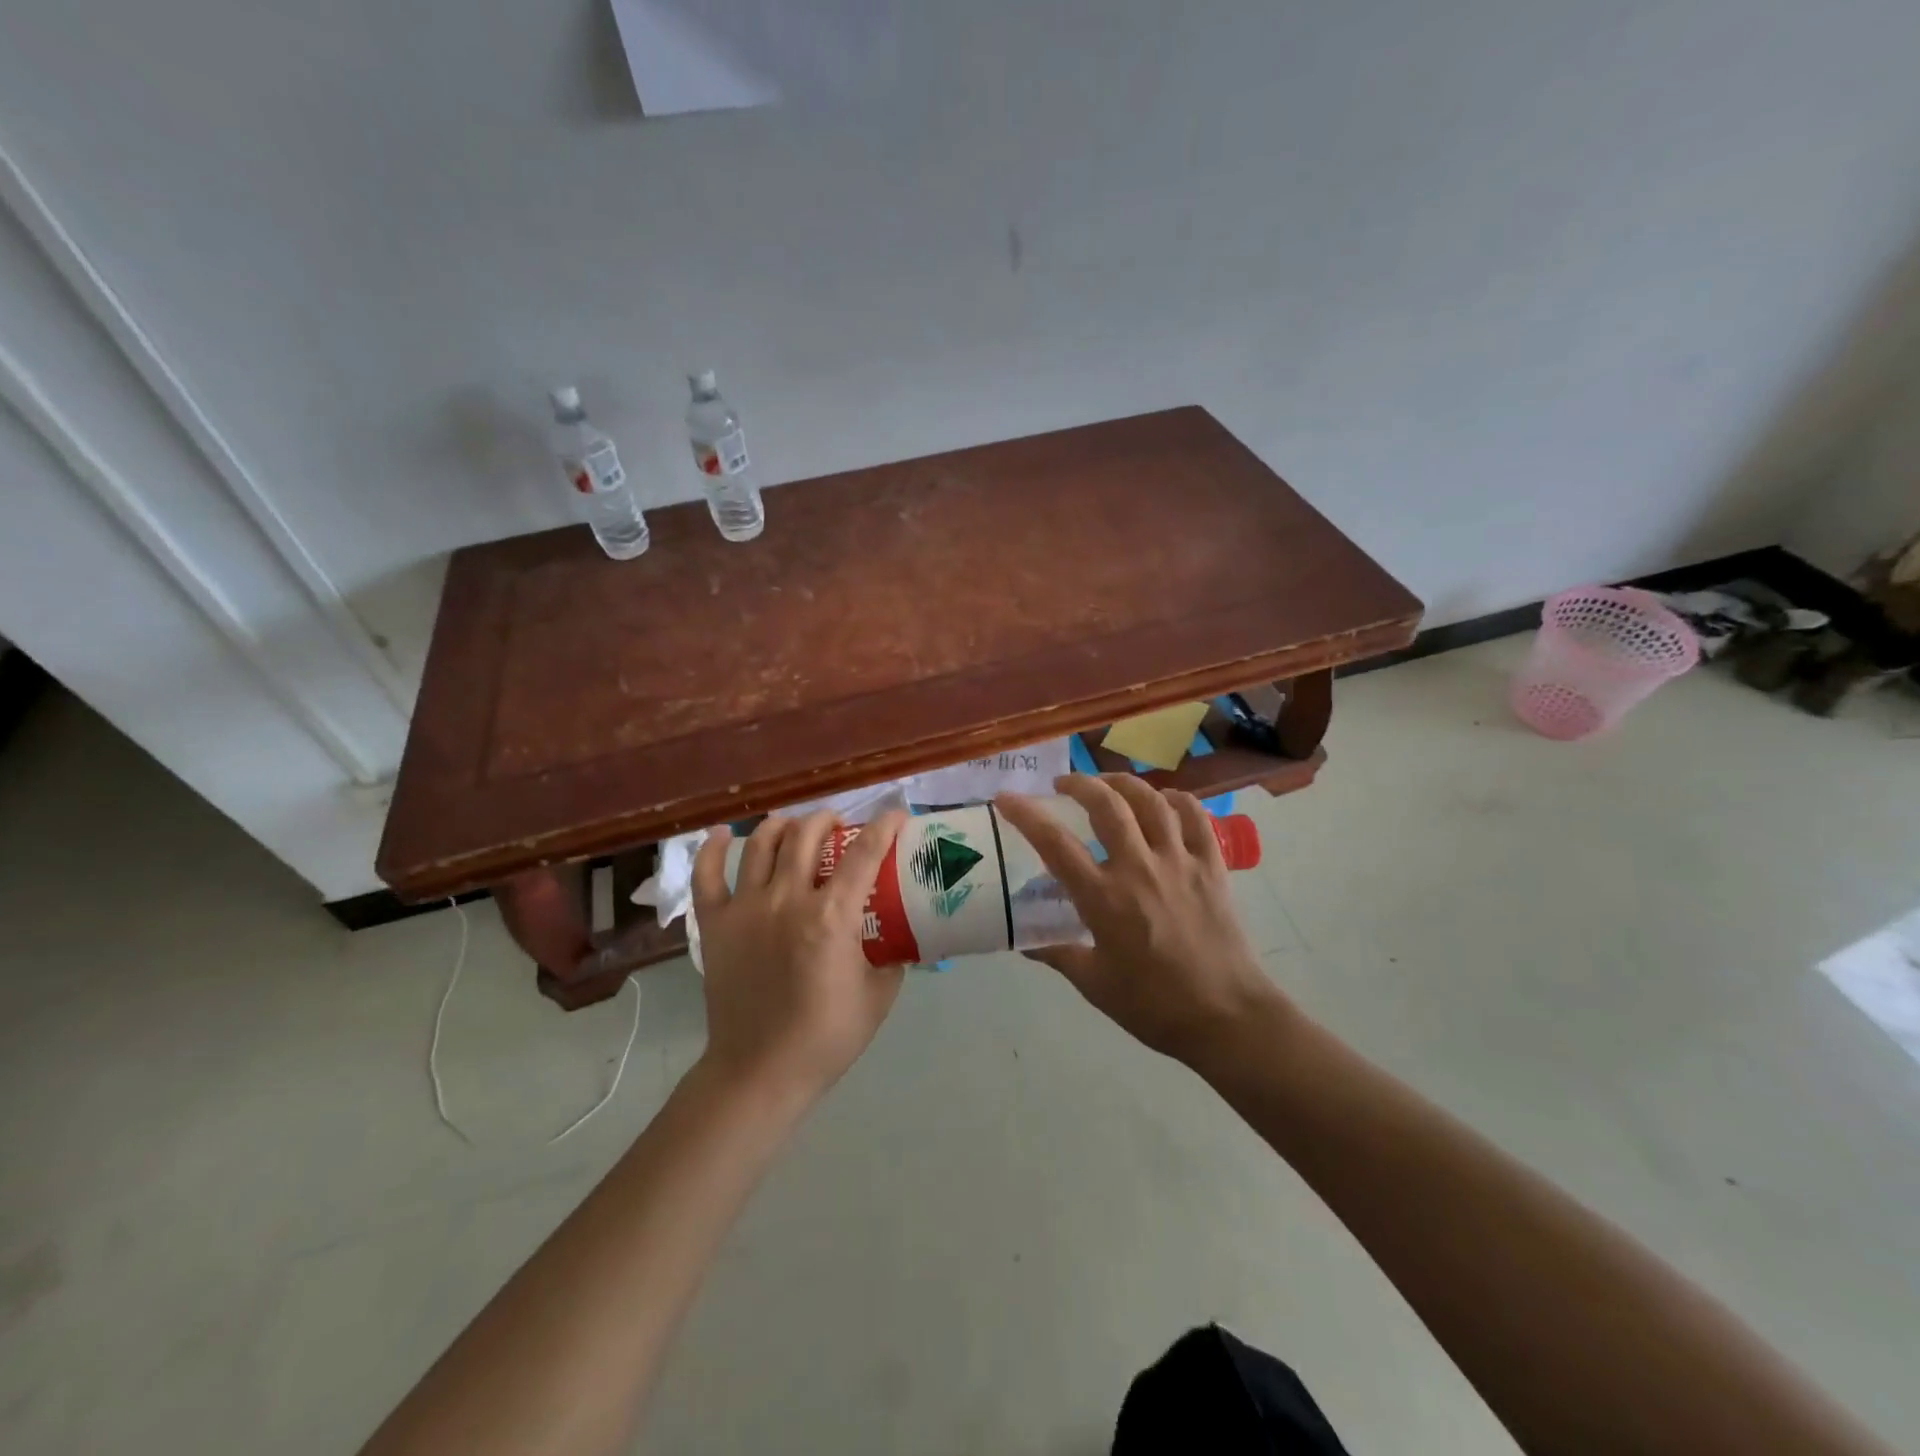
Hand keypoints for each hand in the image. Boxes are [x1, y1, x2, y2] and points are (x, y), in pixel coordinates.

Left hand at [691, 809, 908, 1103]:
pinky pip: (707, 875)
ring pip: (761, 844)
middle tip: (840, 827)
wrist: (760, 1072)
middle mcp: (787, 899)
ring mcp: (746, 908)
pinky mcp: (715, 924)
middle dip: (828, 819)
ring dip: (783, 825)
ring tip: (795, 828)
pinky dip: (713, 849)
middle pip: (807, 835)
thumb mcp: (879, 996)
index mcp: (831, 916)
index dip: (884, 826)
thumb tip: (900, 936)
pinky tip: (725, 834)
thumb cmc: (825, 1037)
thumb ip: (892, 957)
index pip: (863, 853)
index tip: (896, 815)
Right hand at [994, 775, 1285, 1066]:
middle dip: (1080, 783)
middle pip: (1107, 804)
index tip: (1006, 798)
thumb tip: (1025, 940)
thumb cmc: (1154, 1005)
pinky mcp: (1212, 866)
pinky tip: (1164, 802)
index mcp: (1104, 898)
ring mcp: (1180, 862)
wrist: (1227, 1018)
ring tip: (1109, 785)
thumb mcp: (1094, 984)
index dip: (1026, 814)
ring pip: (1151, 801)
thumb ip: (1057, 954)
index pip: (1055, 843)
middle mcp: (1139, 868)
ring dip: (1125, 783)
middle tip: (1064, 785)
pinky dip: (1176, 800)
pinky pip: (1195, 817)